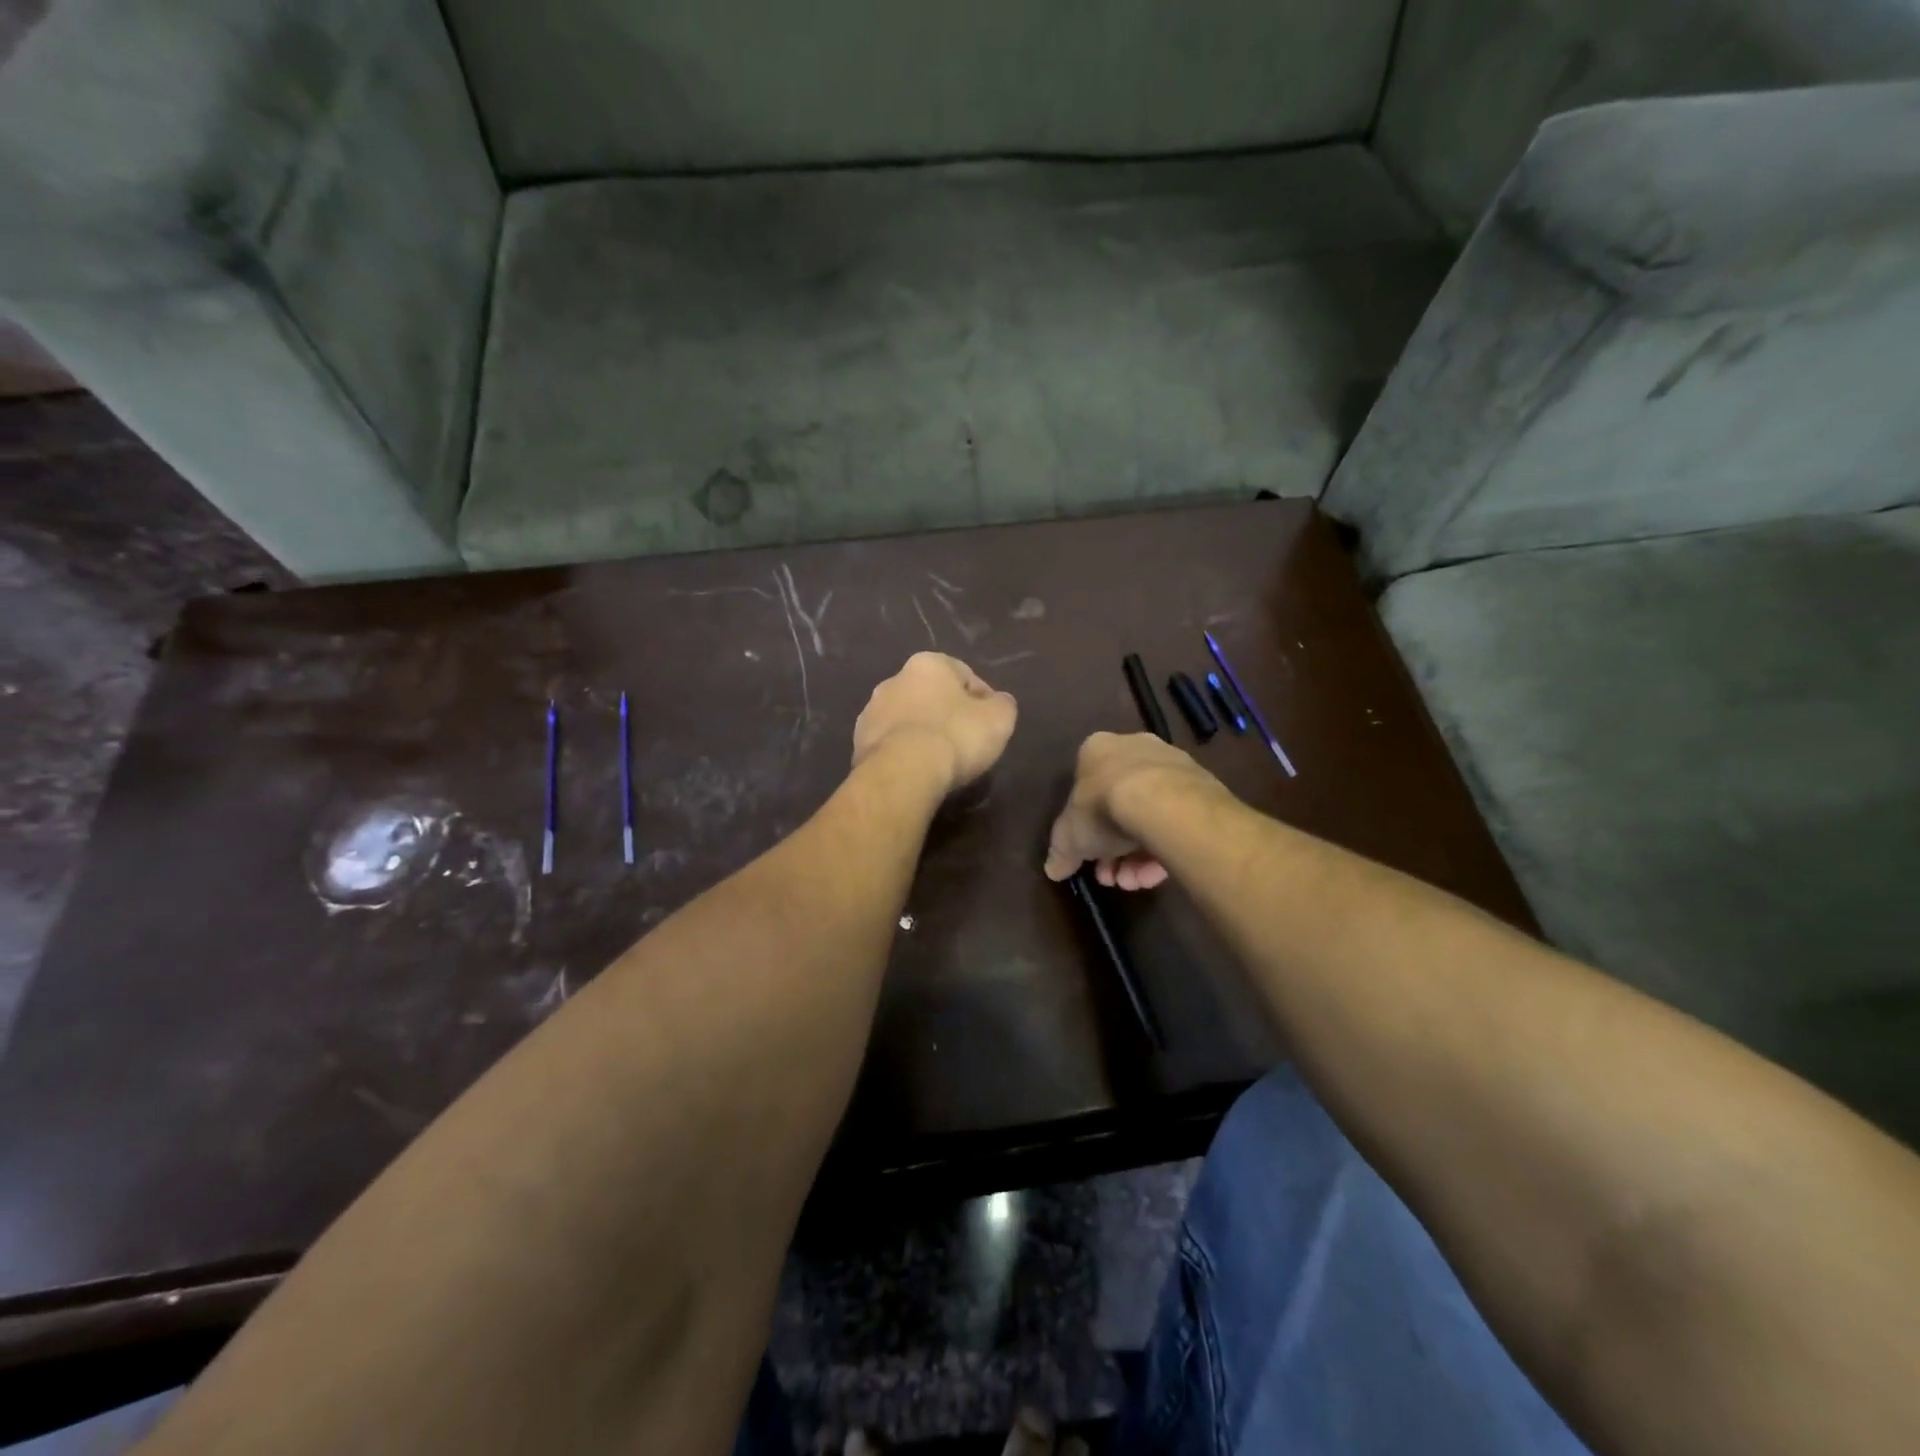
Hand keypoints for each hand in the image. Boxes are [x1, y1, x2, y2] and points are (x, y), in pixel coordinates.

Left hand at [852, 652, 1017, 795]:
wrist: (902, 773)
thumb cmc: (955, 737)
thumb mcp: (999, 719)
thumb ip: (1003, 705)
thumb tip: (998, 703)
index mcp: (928, 664)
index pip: (965, 675)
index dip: (983, 700)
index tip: (990, 725)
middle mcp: (894, 679)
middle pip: (932, 696)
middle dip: (948, 714)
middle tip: (966, 742)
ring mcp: (871, 711)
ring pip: (908, 719)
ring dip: (923, 733)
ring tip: (941, 761)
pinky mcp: (858, 742)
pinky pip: (891, 743)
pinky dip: (905, 752)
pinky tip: (917, 771)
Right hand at [1043, 732, 1219, 890]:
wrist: (1163, 802)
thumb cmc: (1103, 807)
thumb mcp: (1069, 836)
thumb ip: (1060, 852)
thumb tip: (1052, 869)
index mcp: (1097, 750)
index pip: (1086, 790)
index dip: (1084, 830)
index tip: (1088, 857)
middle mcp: (1134, 749)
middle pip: (1119, 806)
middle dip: (1112, 849)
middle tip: (1111, 876)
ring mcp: (1171, 766)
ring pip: (1149, 817)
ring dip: (1137, 856)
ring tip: (1134, 882)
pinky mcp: (1200, 786)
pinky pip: (1175, 821)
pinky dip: (1163, 848)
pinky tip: (1155, 875)